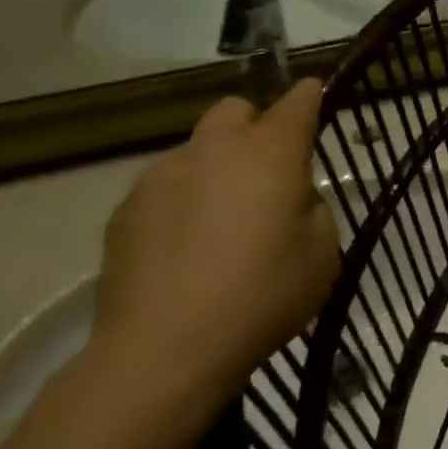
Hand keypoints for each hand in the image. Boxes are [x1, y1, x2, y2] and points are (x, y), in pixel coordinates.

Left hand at [91, 79, 338, 412]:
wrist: (164, 351)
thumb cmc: (261, 296)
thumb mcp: (322, 254)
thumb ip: (313, 208)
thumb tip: (291, 197)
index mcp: (270, 153)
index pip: (297, 102)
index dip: (309, 97)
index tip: (314, 98)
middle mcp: (215, 149)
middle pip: (235, 109)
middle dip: (254, 126)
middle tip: (265, 172)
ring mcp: (162, 175)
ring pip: (197, 149)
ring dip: (215, 167)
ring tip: (220, 222)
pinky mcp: (126, 209)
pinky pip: (164, 187)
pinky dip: (181, 201)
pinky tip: (183, 249)